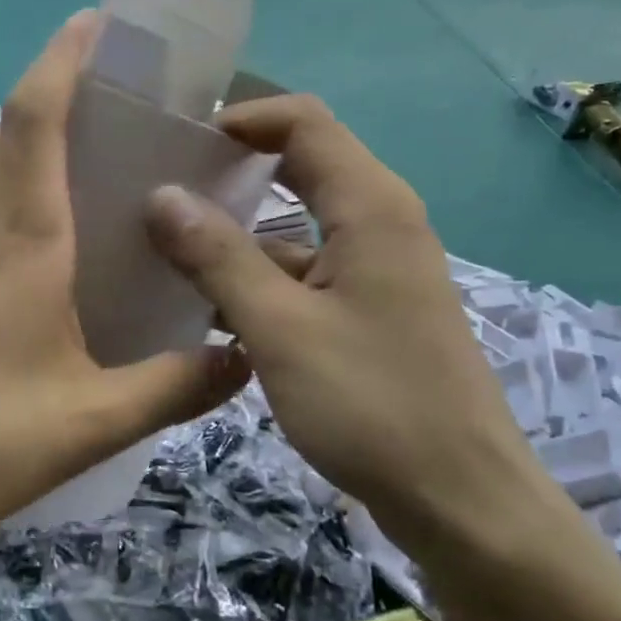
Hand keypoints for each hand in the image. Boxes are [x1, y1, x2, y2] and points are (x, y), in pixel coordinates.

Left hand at [0, 12, 249, 554]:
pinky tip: (42, 253)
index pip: (34, 121)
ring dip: (27, 148)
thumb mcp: (89, 423)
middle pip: (4, 135)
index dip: (63, 60)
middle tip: (113, 99)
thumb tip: (243, 358)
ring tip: (88, 167)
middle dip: (52, 94)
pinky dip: (8, 202)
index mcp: (19, 246)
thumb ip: (172, 389)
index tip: (95, 23)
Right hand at [143, 95, 552, 558]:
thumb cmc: (371, 404)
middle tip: (160, 186)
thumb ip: (216, 256)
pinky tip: (204, 307)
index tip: (177, 141)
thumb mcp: (279, 326)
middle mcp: (379, 224)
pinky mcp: (368, 312)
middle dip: (231, 171)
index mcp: (370, 207)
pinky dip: (256, 280)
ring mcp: (375, 271)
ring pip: (295, 229)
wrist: (460, 502)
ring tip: (161, 250)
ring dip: (235, 235)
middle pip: (300, 168)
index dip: (242, 118)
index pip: (303, 122)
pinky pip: (303, 275)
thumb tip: (160, 195)